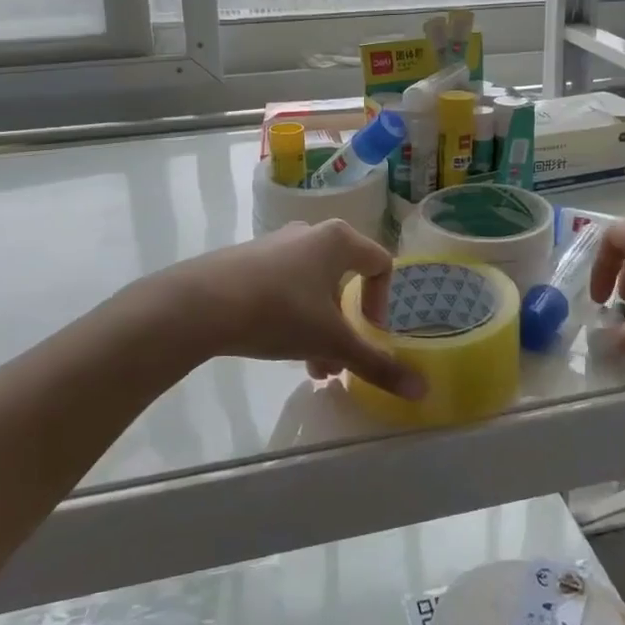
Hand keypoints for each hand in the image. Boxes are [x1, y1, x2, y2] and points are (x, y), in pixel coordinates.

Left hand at [153, 220, 424, 399]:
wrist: (200, 304)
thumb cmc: (279, 312)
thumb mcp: (331, 342)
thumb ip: (377, 365)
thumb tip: (423, 391)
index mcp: (338, 240)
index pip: (380, 264)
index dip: (383, 302)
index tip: (371, 334)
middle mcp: (309, 233)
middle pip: (344, 280)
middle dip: (346, 325)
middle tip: (339, 361)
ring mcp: (276, 244)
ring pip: (313, 288)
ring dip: (319, 327)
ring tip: (310, 367)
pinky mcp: (248, 260)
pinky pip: (284, 286)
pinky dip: (291, 316)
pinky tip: (277, 347)